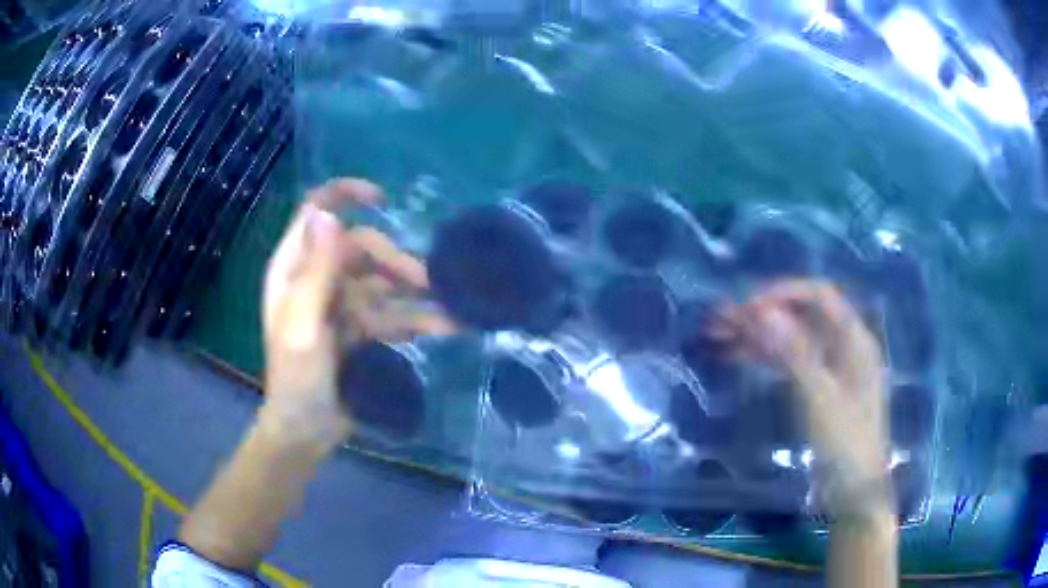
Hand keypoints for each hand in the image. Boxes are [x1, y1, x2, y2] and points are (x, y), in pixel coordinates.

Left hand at [261, 178, 453, 450]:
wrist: (307, 430)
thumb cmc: (296, 378)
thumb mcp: (302, 325)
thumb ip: (316, 272)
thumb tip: (329, 214)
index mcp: (295, 268)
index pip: (316, 212)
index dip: (345, 195)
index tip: (382, 199)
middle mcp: (319, 278)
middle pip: (362, 249)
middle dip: (396, 261)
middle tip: (429, 283)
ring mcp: (342, 303)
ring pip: (384, 282)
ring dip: (417, 292)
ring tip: (453, 306)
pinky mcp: (361, 328)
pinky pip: (394, 313)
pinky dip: (419, 318)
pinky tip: (448, 325)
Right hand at [722, 279, 891, 515]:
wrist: (853, 493)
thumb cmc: (845, 443)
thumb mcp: (820, 399)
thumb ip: (794, 353)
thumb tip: (762, 311)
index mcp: (854, 341)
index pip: (820, 297)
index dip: (785, 294)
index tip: (749, 307)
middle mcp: (843, 347)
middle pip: (802, 317)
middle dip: (764, 315)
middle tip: (723, 321)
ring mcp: (830, 369)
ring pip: (792, 340)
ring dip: (759, 336)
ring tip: (720, 336)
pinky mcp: (817, 390)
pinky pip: (790, 363)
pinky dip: (765, 358)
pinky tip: (739, 357)